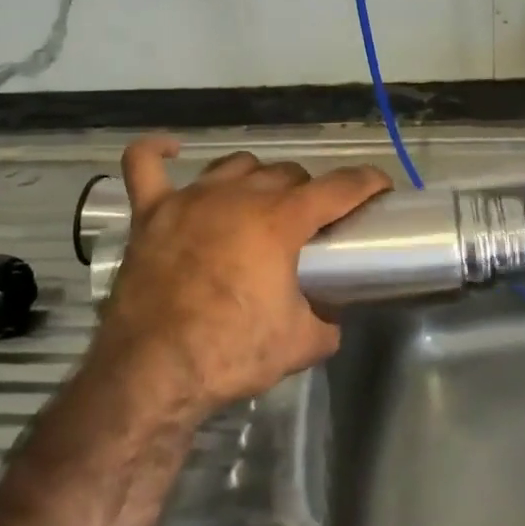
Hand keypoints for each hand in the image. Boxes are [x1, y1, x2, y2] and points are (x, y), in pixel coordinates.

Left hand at [93, 136, 392, 423]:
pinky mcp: (150, 215)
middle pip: (287, 173)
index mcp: (279, 221)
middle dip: (309, 191)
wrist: (152, 374)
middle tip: (313, 223)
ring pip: (236, 166)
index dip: (367, 183)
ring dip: (257, 178)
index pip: (339, 188)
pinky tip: (170, 151)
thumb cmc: (231, 354)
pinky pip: (144, 167)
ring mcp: (190, 200)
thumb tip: (332, 317)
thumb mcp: (301, 344)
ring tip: (262, 202)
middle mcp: (238, 197)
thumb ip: (327, 322)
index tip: (381, 187)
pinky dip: (156, 154)